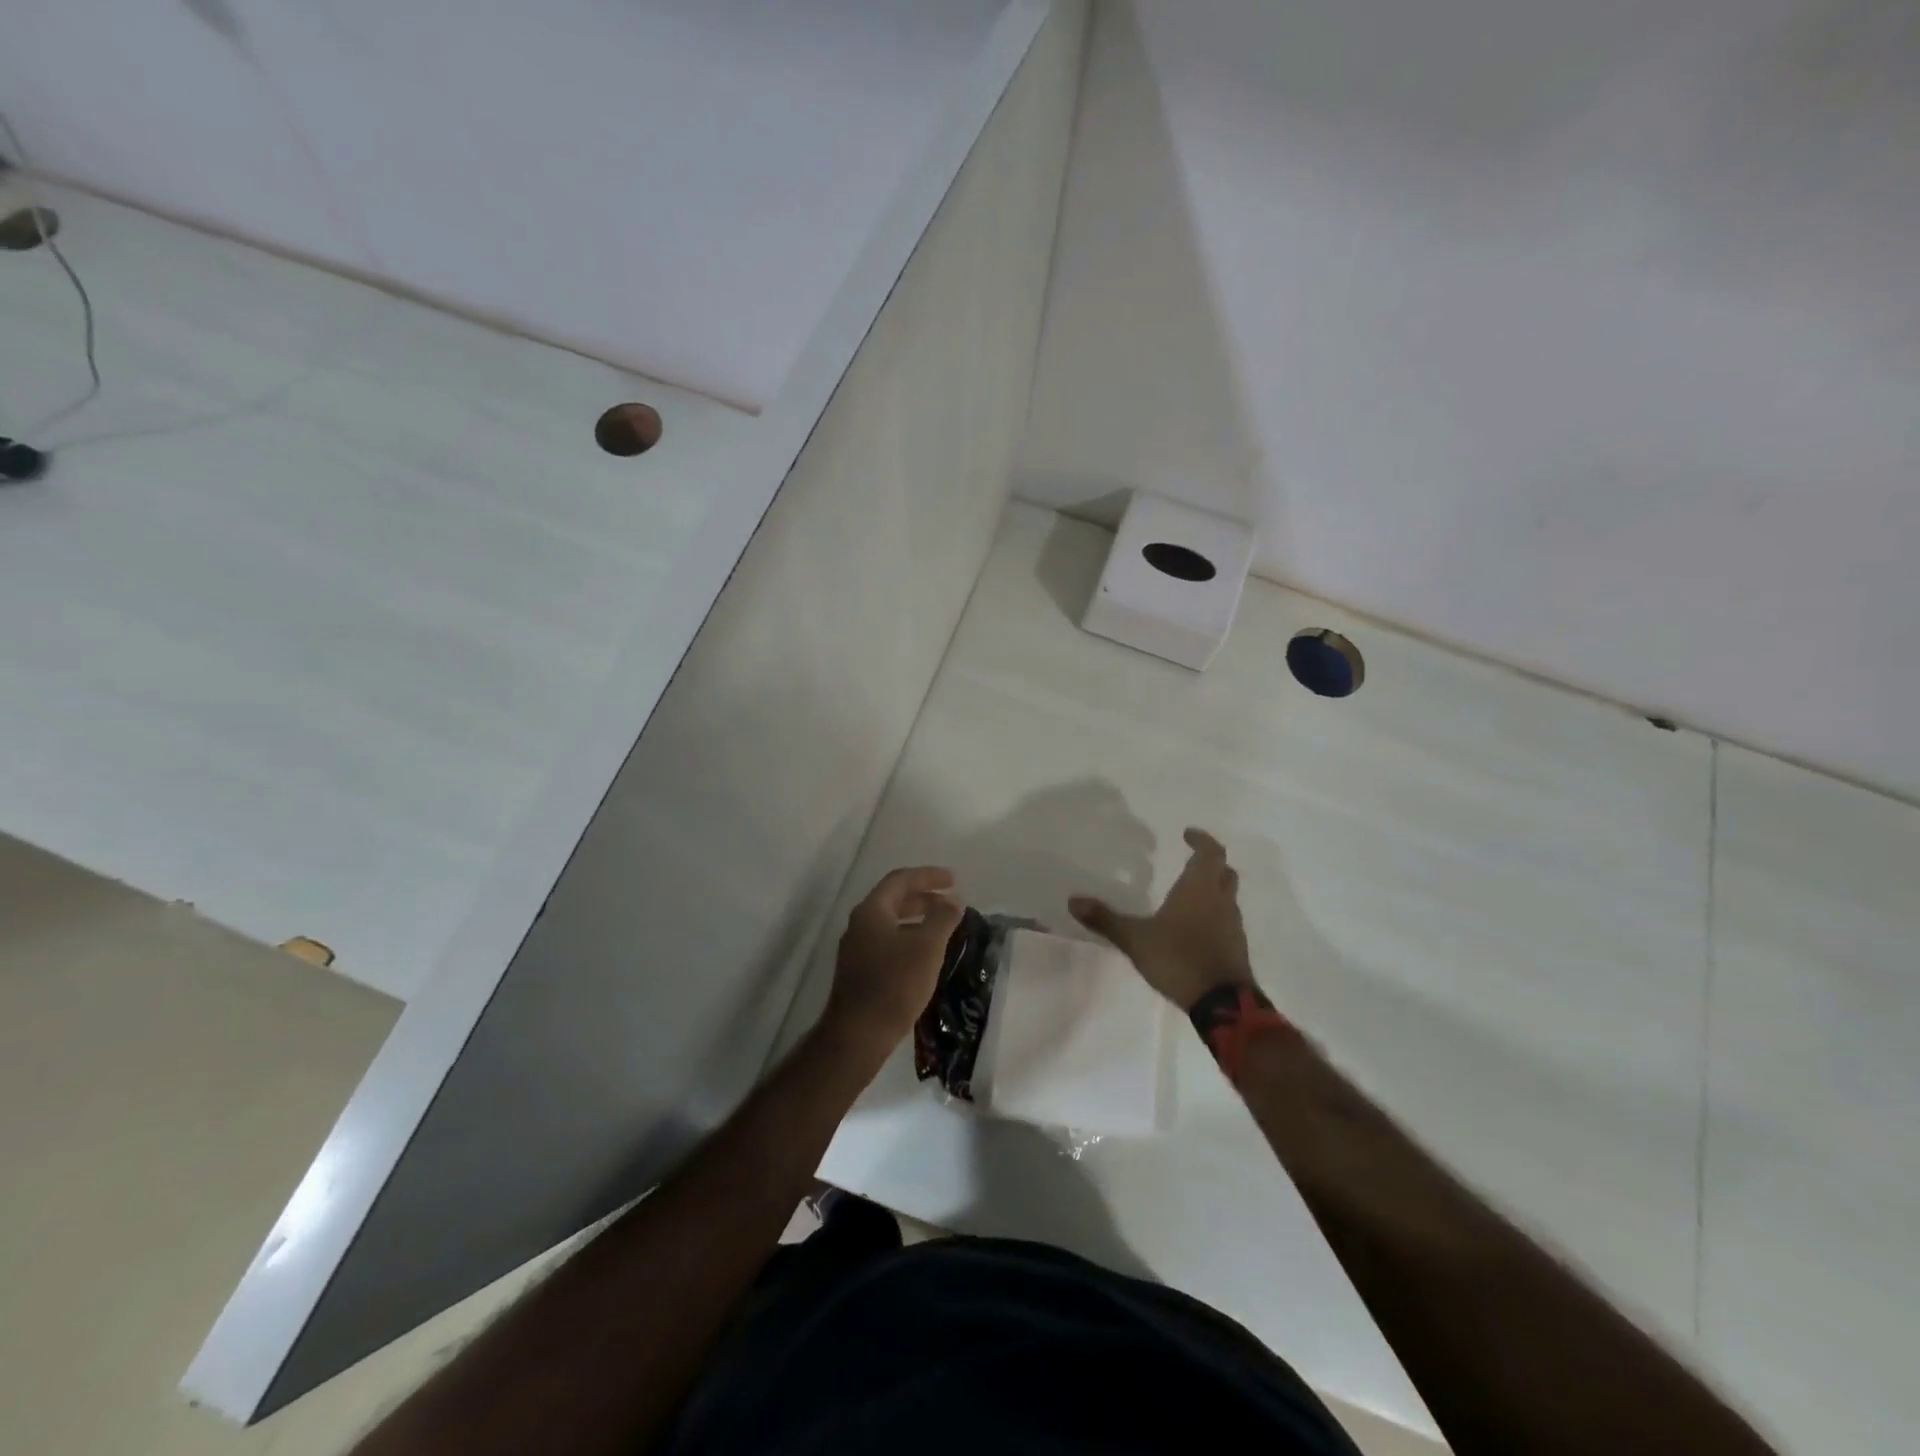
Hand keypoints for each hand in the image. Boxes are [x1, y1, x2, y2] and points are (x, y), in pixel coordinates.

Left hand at [821, 866, 963, 1062]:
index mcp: (872, 911)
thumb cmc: (894, 984)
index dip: (929, 876)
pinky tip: (926, 955)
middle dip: (925, 897)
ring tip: (944, 927)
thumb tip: (954, 900)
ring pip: (891, 922)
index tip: (954, 880)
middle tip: (952, 902)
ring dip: (918, 919)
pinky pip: (888, 942)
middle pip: (894, 899)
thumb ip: (943, 918)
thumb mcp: (927, 947)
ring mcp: (857, 948)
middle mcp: (860, 924)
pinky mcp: (860, 971)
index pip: (901, 879)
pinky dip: (909, 938)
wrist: (858, 1034)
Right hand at [1070, 828, 1253, 1009]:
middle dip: (1210, 863)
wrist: (1222, 1003)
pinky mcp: (1236, 948)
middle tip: (1190, 861)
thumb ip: (1105, 919)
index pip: (1211, 852)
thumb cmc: (1179, 958)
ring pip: (1228, 897)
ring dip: (1214, 890)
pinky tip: (1194, 928)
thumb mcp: (1135, 939)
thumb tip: (1073, 900)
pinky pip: (1227, 921)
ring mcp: (1233, 926)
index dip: (1202, 840)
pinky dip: (1214, 916)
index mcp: (1200, 888)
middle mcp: (1221, 901)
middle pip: (1224, 872)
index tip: (1187, 834)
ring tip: (1188, 895)